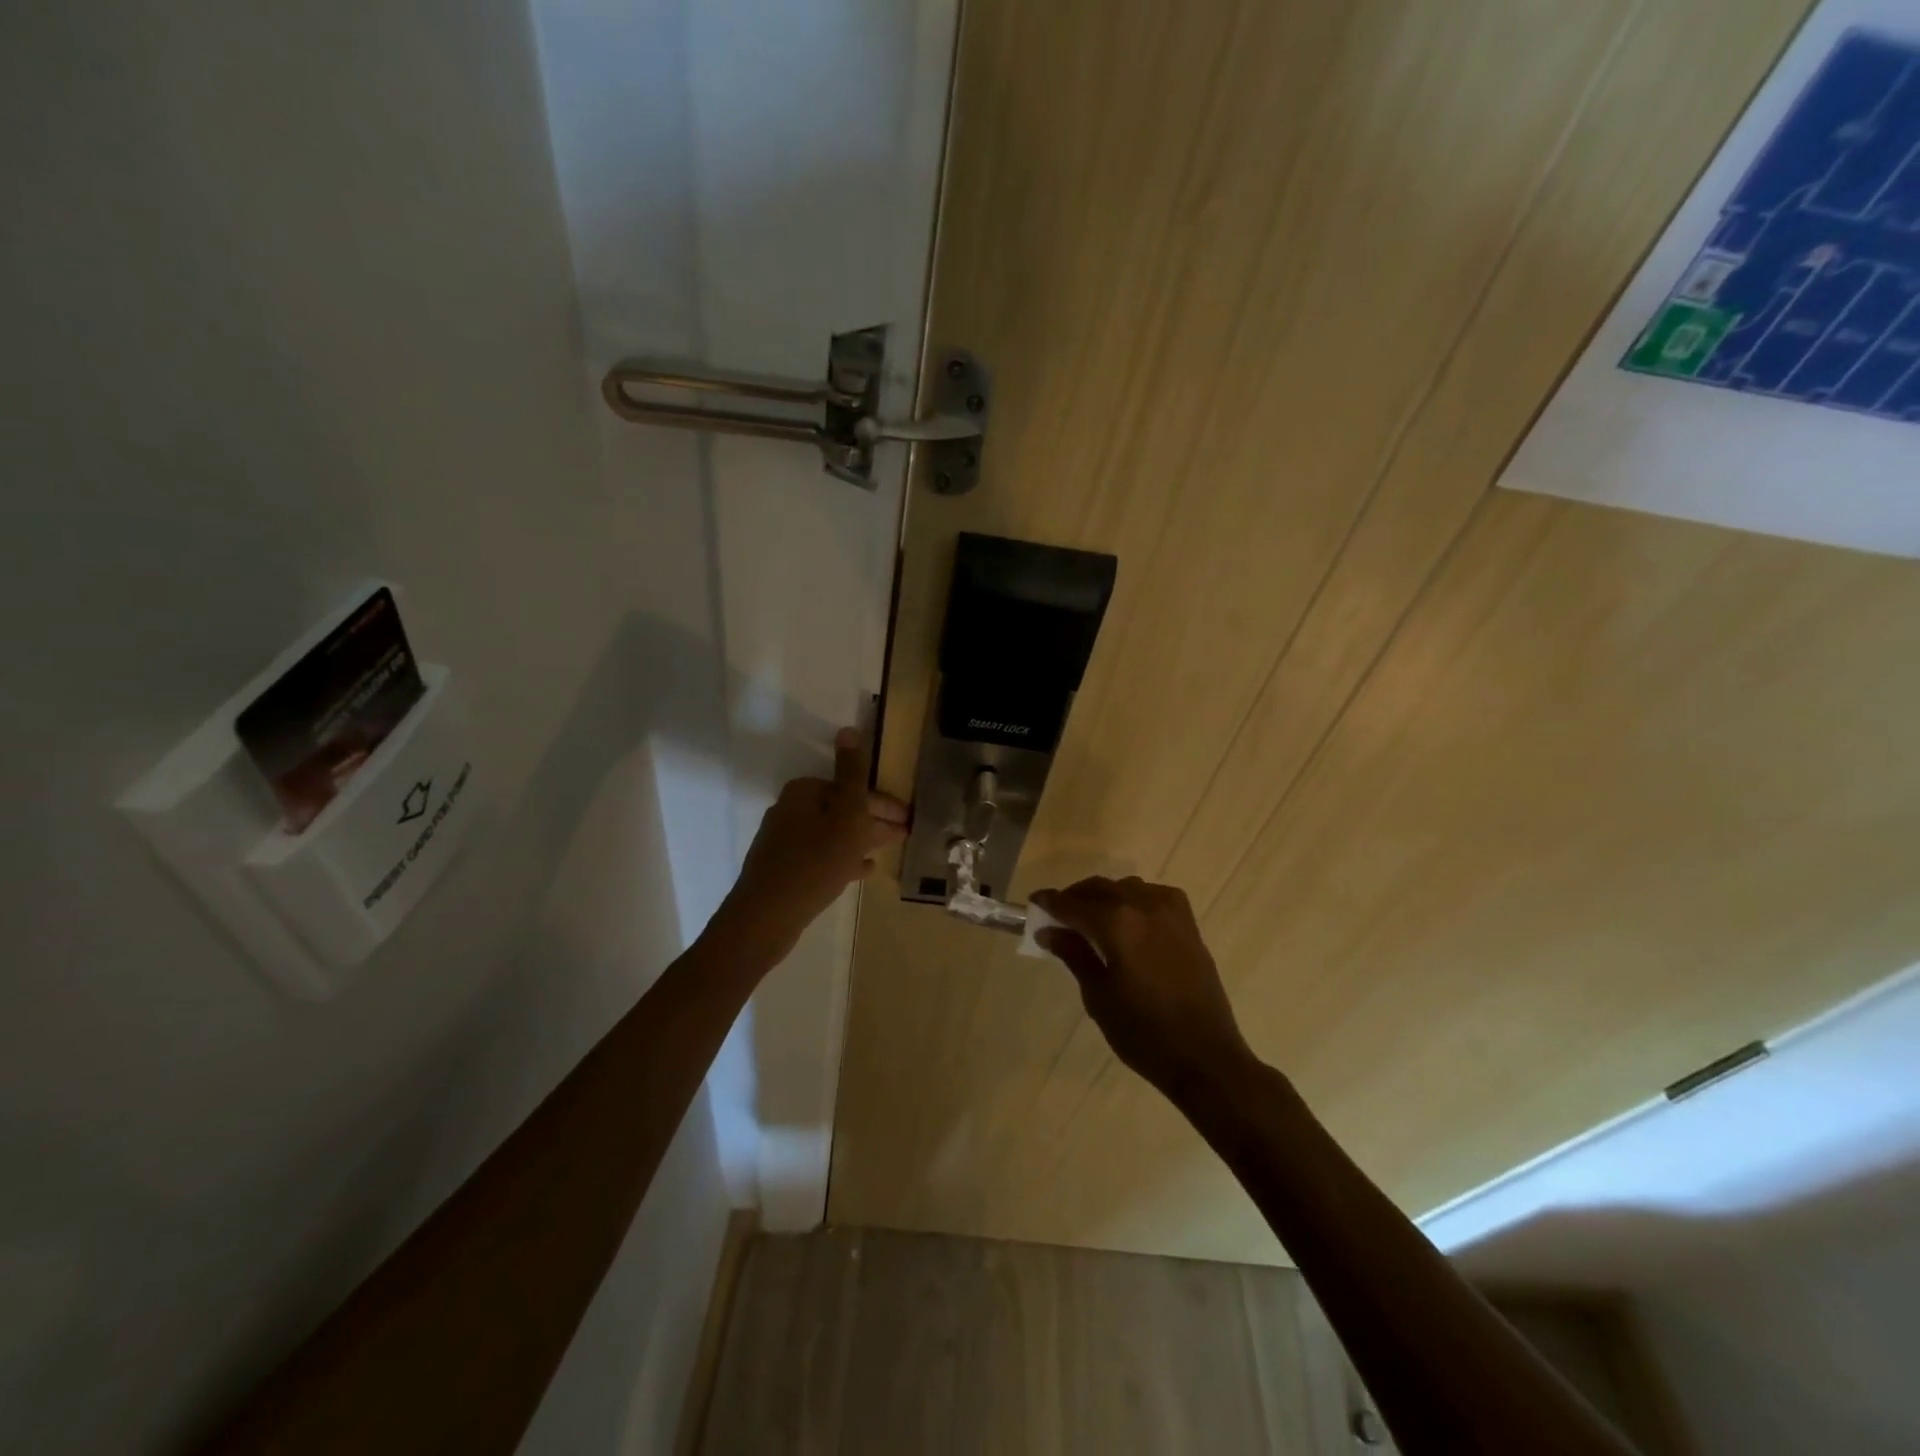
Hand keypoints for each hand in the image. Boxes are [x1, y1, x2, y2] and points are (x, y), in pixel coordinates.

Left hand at [717, 727, 909, 958]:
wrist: (767, 916)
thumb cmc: (815, 861)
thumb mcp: (845, 815)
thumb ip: (851, 774)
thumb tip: (848, 729)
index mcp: (804, 792)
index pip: (853, 789)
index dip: (884, 804)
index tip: (908, 820)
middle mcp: (790, 810)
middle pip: (842, 810)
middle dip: (873, 821)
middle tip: (902, 836)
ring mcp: (784, 841)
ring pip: (833, 834)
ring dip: (860, 840)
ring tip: (887, 851)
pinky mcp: (783, 868)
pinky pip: (821, 856)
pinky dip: (842, 858)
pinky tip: (862, 871)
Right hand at [1030, 876, 1253, 1100]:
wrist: (1205, 1057)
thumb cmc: (1143, 1033)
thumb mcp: (1098, 996)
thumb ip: (1074, 954)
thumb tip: (1049, 931)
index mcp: (1117, 924)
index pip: (1073, 904)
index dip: (1050, 902)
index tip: (1033, 903)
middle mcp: (1144, 906)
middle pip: (1099, 888)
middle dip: (1075, 898)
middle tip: (1057, 916)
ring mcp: (1170, 911)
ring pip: (1126, 887)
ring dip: (1104, 897)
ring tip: (1090, 920)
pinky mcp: (1188, 923)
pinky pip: (1153, 896)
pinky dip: (1133, 900)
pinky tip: (1127, 921)